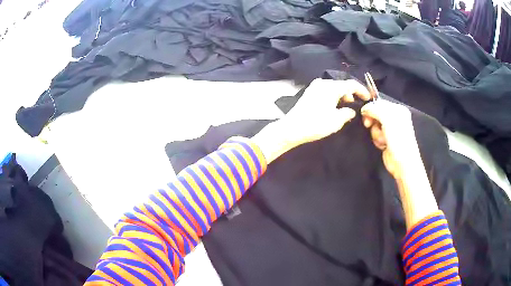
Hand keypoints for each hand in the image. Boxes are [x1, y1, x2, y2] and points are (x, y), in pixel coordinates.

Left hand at [252, 79, 370, 163]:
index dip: (362, 90)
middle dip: (352, 94)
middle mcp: (322, 83)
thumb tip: (351, 110)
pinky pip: (326, 90)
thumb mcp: (336, 121)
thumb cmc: (315, 124)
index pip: (351, 84)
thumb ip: (347, 113)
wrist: (291, 128)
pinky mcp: (309, 92)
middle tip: (357, 104)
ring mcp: (314, 87)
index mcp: (331, 87)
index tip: (368, 98)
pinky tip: (335, 106)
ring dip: (342, 95)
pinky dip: (334, 96)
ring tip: (346, 107)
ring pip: (334, 87)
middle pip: (342, 85)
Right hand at [360, 100, 417, 178]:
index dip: (370, 108)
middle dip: (373, 121)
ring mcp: (391, 129)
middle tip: (369, 125)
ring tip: (383, 140)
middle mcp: (395, 117)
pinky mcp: (386, 139)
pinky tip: (383, 145)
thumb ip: (375, 109)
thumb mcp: (387, 119)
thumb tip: (364, 108)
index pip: (379, 103)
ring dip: (375, 133)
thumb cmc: (398, 139)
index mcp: (398, 109)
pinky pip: (376, 135)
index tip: (364, 115)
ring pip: (375, 125)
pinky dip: (377, 140)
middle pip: (376, 114)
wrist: (402, 163)